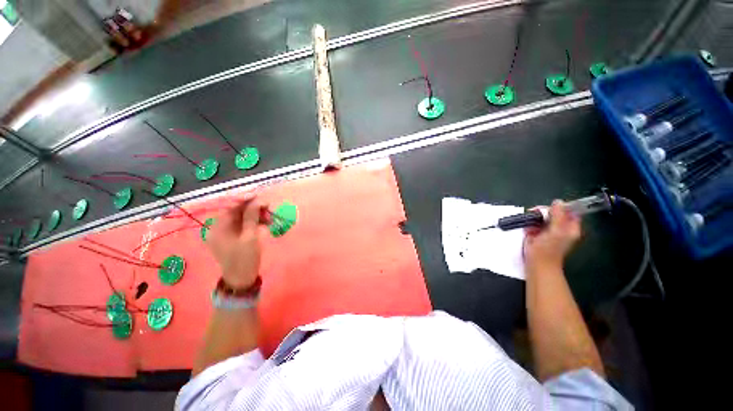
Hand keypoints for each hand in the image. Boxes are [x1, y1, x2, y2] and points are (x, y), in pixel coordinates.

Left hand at [206, 196, 265, 287]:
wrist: (242, 279)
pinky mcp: (235, 237)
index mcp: (218, 228)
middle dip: (253, 208)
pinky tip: (266, 223)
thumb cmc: (244, 259)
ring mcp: (227, 233)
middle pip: (236, 211)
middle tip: (269, 208)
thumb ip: (251, 217)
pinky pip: (245, 225)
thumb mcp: (250, 237)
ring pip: (243, 217)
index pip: (229, 207)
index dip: (244, 200)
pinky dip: (255, 223)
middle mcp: (220, 228)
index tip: (259, 196)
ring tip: (270, 218)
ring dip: (256, 216)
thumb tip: (256, 201)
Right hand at [524, 200, 580, 270]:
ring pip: (542, 218)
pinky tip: (528, 230)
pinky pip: (533, 224)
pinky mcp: (537, 233)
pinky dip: (529, 225)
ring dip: (534, 218)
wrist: (537, 263)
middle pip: (553, 213)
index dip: (560, 207)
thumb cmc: (549, 249)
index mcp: (570, 227)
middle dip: (544, 212)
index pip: (569, 211)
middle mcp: (560, 228)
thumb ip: (558, 216)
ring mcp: (548, 231)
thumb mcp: (556, 231)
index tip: (549, 208)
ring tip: (530, 224)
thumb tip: (558, 201)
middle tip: (536, 214)